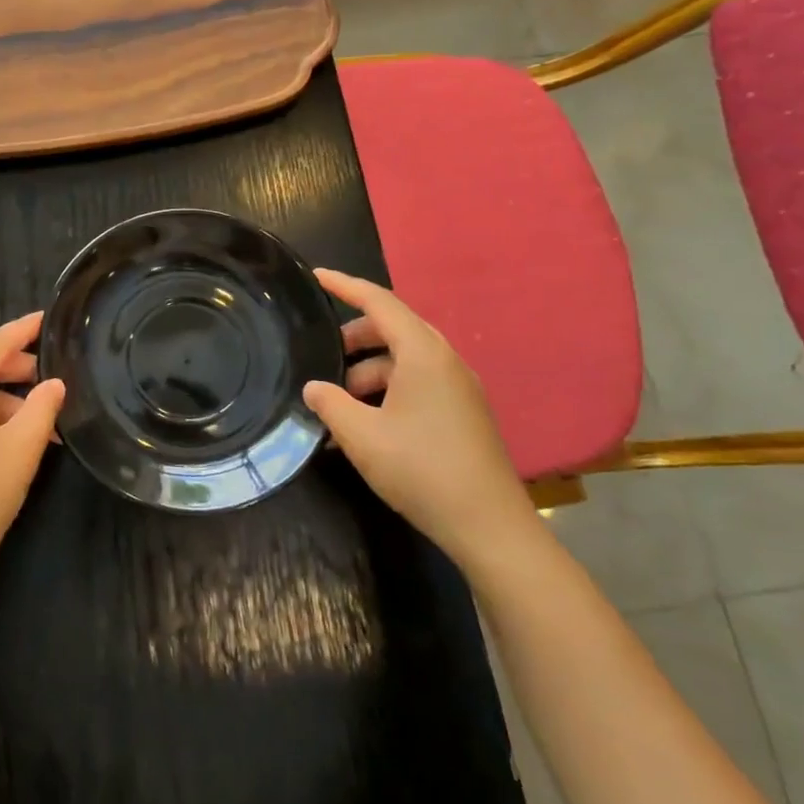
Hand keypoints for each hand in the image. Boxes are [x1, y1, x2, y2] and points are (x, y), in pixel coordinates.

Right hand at [302, 270, 535, 565]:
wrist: (489, 526)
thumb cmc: (421, 470)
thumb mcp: (361, 436)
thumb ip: (330, 403)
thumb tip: (314, 387)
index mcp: (423, 354)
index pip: (379, 302)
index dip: (345, 286)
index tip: (316, 277)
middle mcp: (445, 362)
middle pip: (393, 330)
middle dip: (354, 339)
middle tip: (322, 356)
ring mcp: (459, 388)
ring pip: (404, 361)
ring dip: (368, 372)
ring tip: (339, 406)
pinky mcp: (463, 413)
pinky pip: (418, 384)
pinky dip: (387, 392)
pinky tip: (365, 427)